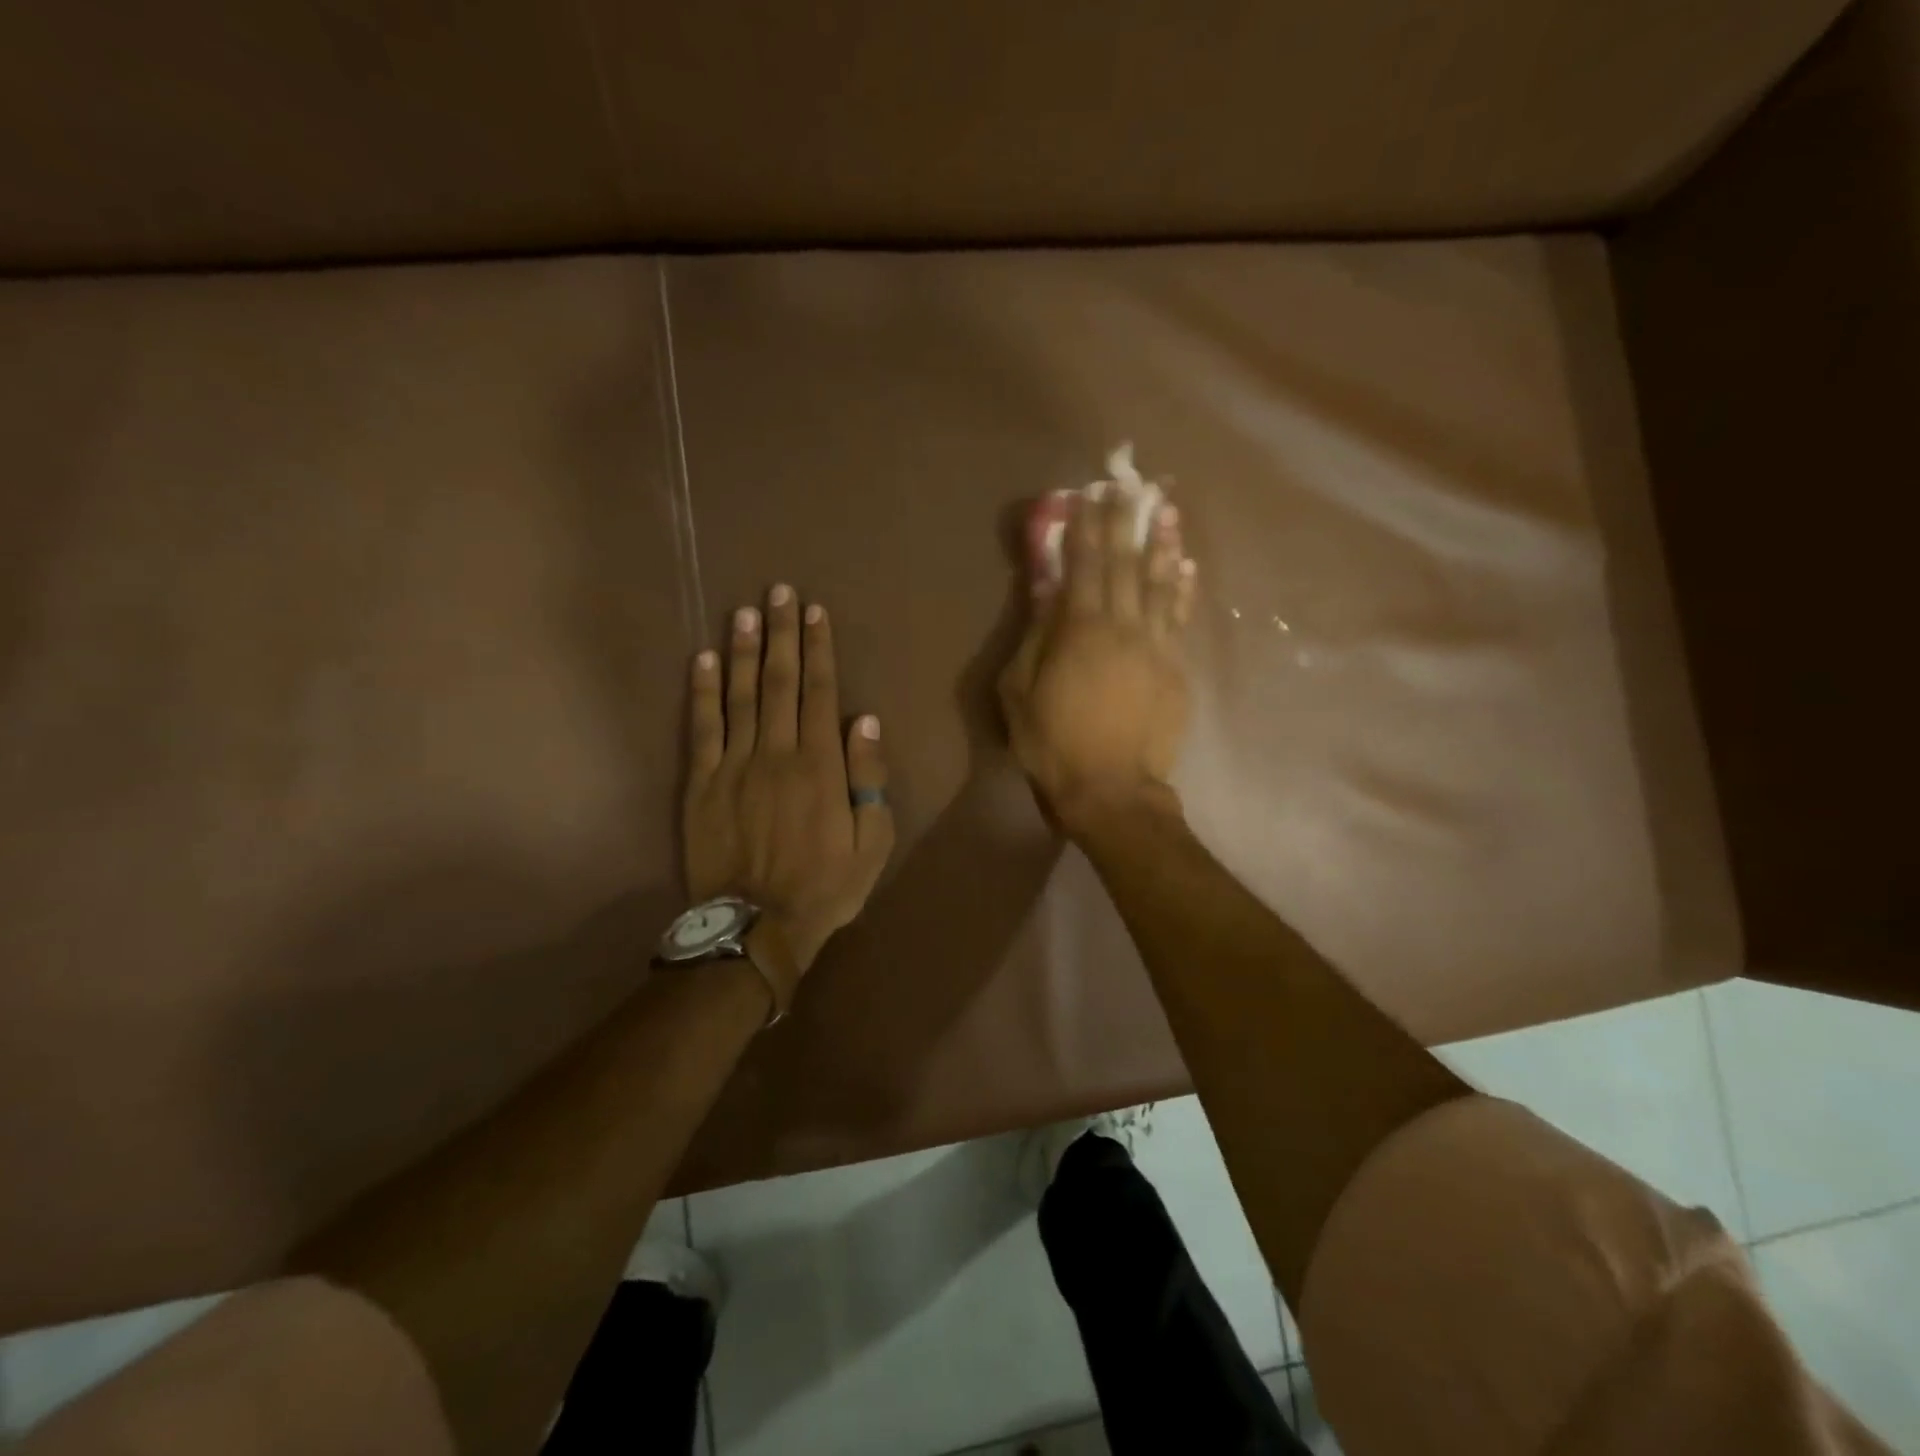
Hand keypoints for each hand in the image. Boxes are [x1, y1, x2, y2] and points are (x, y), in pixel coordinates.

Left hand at [683, 585, 894, 972]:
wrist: (757, 926)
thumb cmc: (825, 886)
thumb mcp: (872, 842)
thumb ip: (869, 780)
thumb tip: (864, 722)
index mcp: (819, 765)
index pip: (819, 692)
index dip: (817, 649)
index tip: (814, 612)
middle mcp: (776, 753)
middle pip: (778, 682)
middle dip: (780, 633)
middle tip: (778, 591)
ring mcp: (734, 766)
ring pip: (738, 696)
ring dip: (741, 650)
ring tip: (743, 611)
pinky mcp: (702, 784)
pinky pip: (701, 729)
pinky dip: (701, 692)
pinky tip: (701, 660)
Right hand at [998, 488, 1196, 832]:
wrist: (1111, 789)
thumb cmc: (1052, 742)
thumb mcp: (1020, 690)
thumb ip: (1035, 635)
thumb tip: (1047, 590)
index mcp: (1080, 629)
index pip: (1086, 564)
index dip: (1088, 526)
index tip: (1092, 493)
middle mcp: (1123, 626)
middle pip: (1126, 564)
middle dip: (1126, 522)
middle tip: (1131, 486)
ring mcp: (1156, 646)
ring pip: (1160, 585)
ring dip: (1162, 545)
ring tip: (1166, 511)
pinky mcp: (1176, 669)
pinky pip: (1179, 619)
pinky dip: (1182, 590)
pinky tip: (1186, 567)